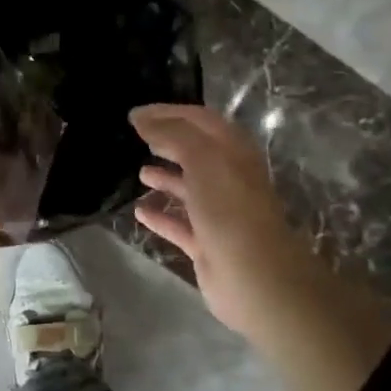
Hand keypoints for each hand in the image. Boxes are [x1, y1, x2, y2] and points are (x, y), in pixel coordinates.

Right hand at [130, 103, 390, 390]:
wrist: (256, 278)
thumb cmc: (230, 209)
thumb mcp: (202, 159)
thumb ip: (172, 134)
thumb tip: (142, 118)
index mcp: (232, 153)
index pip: (199, 121)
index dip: (168, 113)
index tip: (135, 114)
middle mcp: (227, 178)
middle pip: (195, 153)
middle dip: (167, 143)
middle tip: (134, 138)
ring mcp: (218, 213)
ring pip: (189, 189)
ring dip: (166, 178)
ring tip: (138, 172)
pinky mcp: (207, 244)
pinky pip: (179, 225)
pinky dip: (161, 216)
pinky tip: (139, 211)